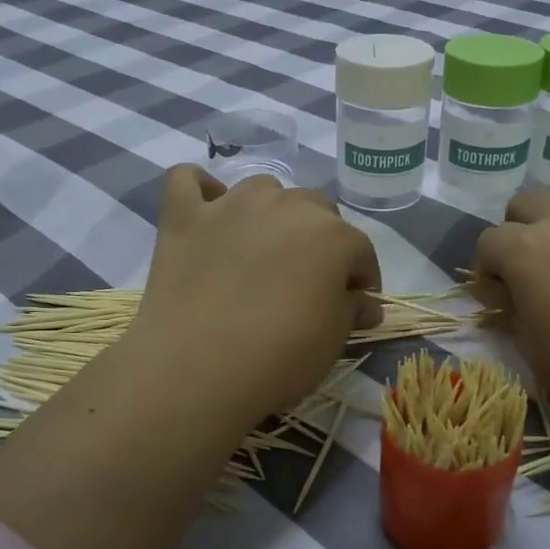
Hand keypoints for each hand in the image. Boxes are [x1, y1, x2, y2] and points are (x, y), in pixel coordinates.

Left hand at [132, 167, 381, 427]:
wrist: (196, 368)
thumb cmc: (278, 357)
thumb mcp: (331, 340)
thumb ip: (352, 310)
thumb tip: (365, 303)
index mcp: (332, 235)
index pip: (360, 250)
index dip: (361, 278)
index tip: (355, 303)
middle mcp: (286, 205)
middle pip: (315, 210)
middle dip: (320, 240)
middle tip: (307, 279)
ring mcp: (230, 205)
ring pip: (262, 189)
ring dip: (271, 212)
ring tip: (263, 248)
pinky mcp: (184, 215)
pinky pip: (188, 179)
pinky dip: (202, 189)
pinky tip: (208, 210)